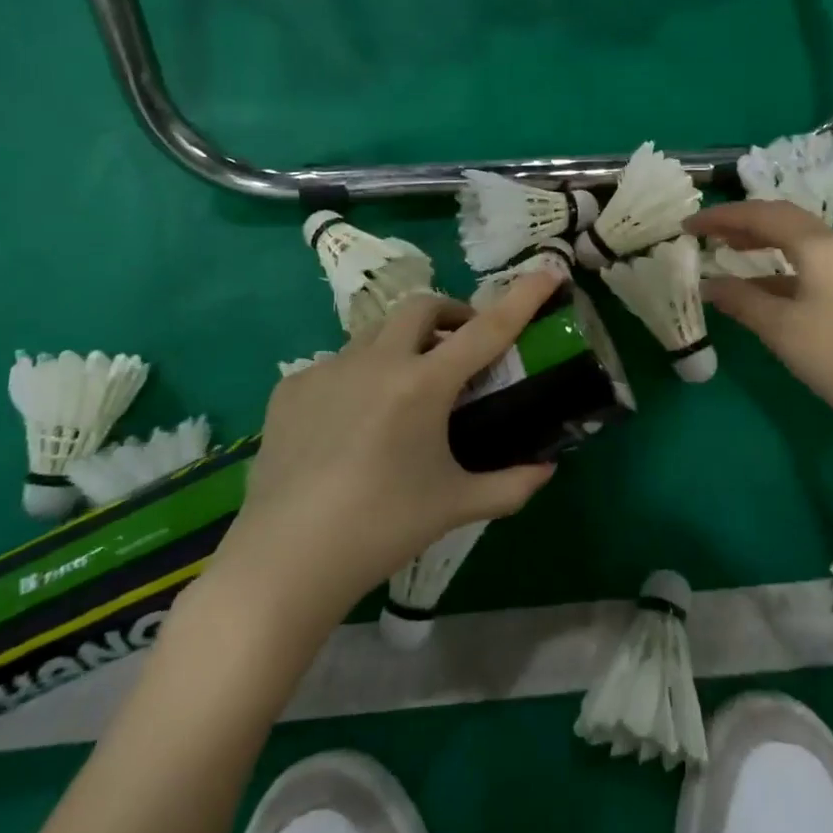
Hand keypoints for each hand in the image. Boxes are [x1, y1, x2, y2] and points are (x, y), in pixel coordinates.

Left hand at [209, 274, 560, 623]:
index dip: (521, 297)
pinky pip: (336, 365)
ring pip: (376, 332)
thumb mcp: (455, 506)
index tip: (547, 271)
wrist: (285, 561)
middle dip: (450, 314)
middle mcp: (376, 361)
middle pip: (422, 306)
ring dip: (403, 344)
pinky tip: (351, 422)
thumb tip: (547, 469)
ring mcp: (328, 369)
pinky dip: (358, 377)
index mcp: (423, 385)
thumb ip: (510, 485)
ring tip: (404, 389)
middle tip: (460, 346)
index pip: (486, 329)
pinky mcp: (292, 387)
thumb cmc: (382, 529)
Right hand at [688, 200, 832, 439]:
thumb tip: (708, 284)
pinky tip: (759, 288)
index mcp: (818, 246)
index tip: (687, 225)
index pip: (761, 215)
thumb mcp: (780, 328)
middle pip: (783, 219)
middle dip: (741, 222)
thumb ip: (740, 300)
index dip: (721, 216)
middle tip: (707, 232)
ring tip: (728, 251)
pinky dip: (778, 268)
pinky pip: (809, 265)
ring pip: (797, 242)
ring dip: (761, 242)